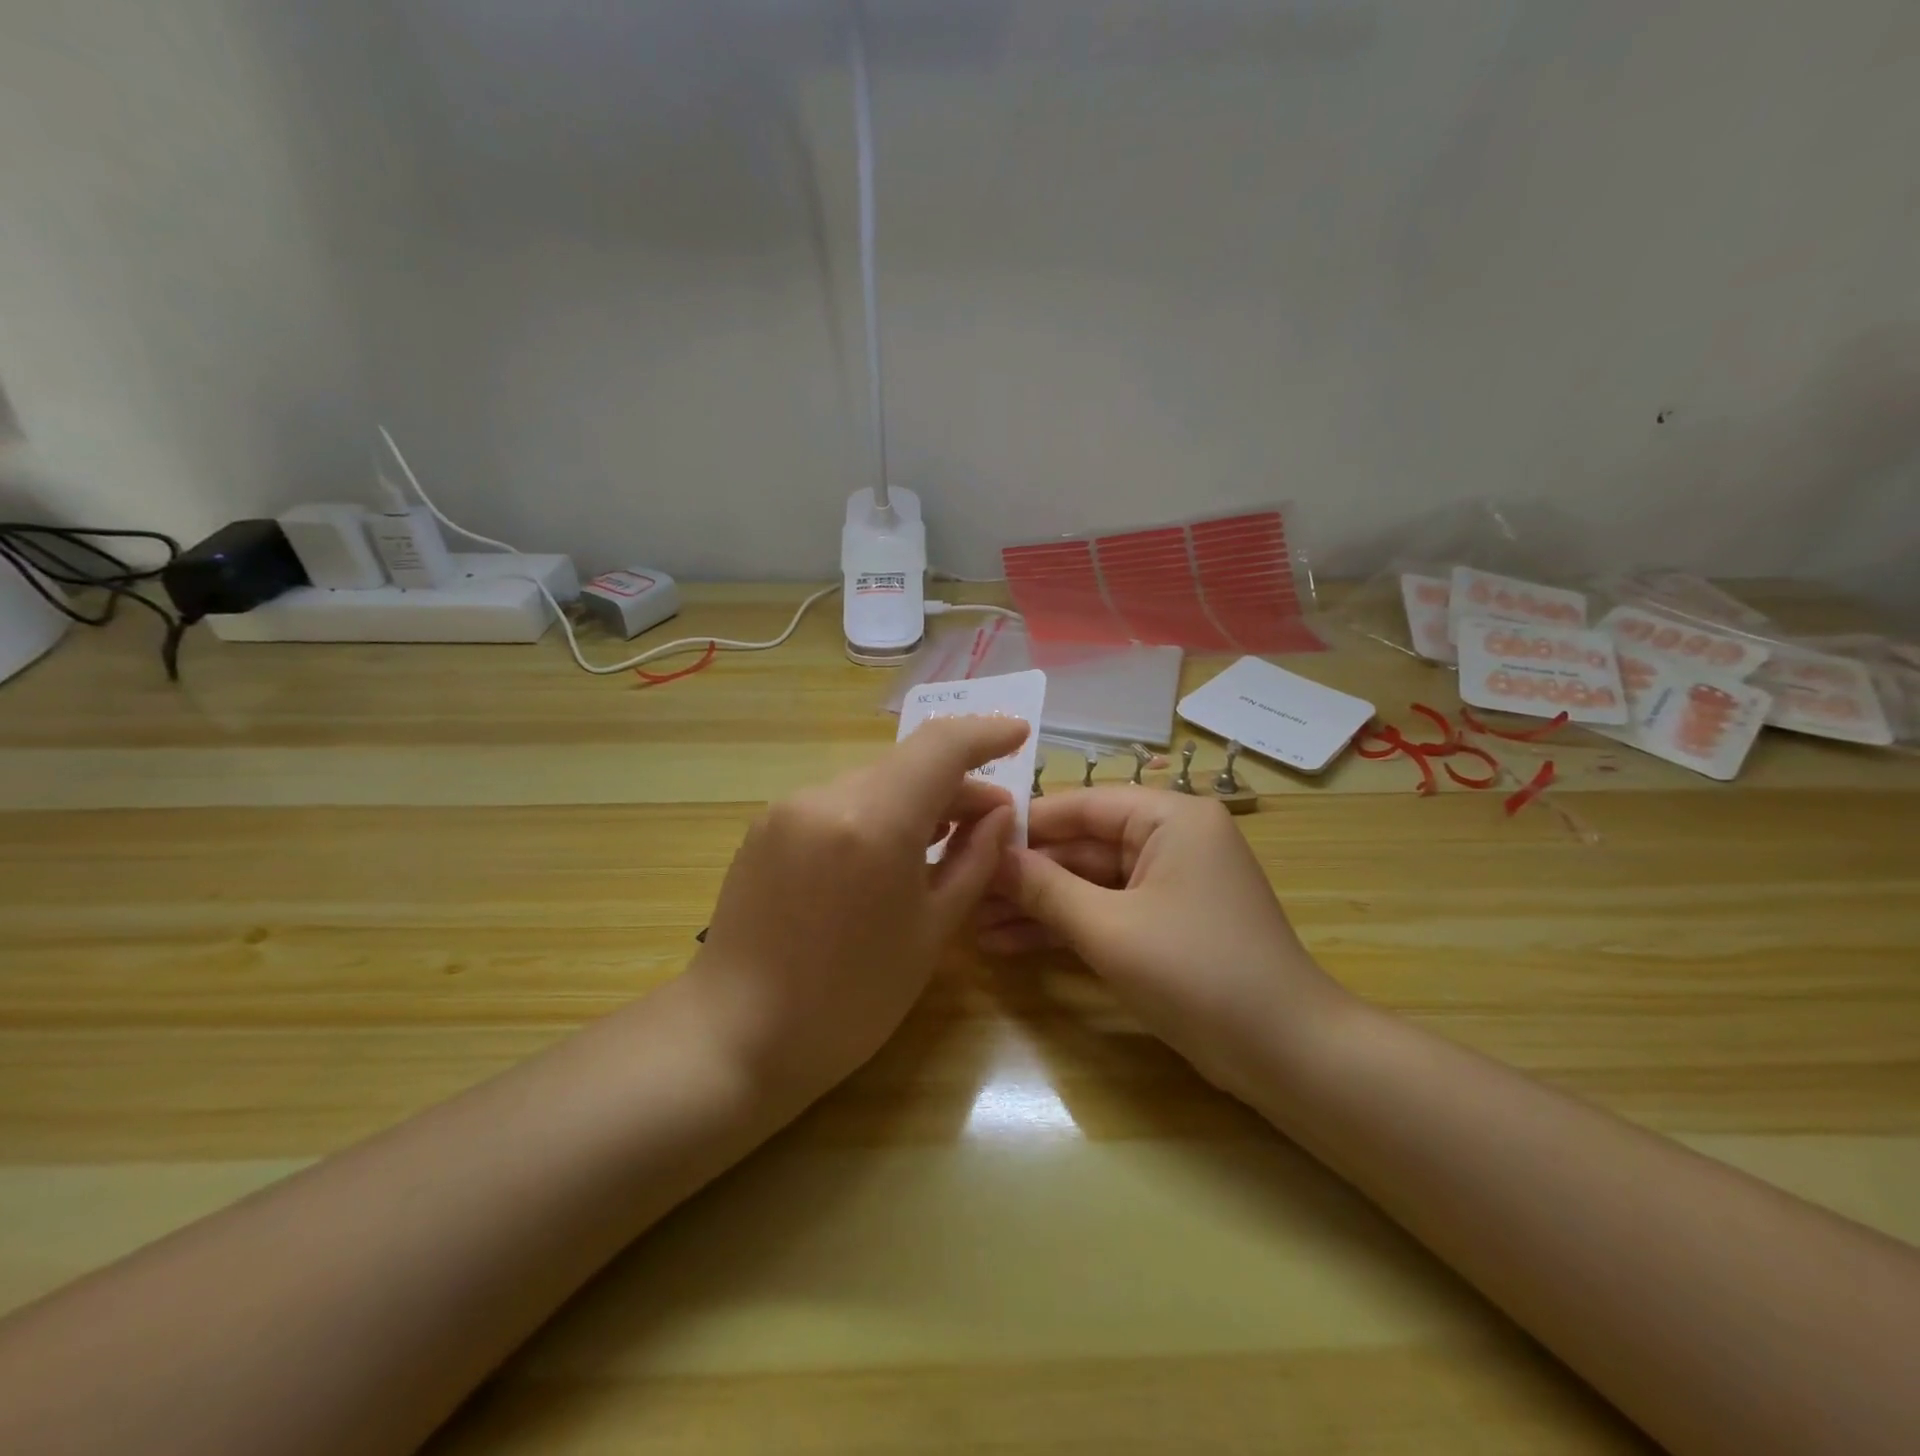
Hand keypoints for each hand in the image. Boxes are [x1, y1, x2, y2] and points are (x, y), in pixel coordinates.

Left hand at [685, 715, 1029, 1097]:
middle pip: (907, 765)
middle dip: (955, 784)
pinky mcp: (766, 825)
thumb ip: (973, 861)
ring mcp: (789, 807)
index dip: (986, 733)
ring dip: (914, 801)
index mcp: (875, 820)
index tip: (1019, 734)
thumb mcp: (931, 932)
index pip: (941, 746)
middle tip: (990, 823)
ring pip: (872, 784)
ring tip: (943, 841)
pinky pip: (838, 804)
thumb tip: (1000, 815)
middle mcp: (827, 795)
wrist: (736, 1036)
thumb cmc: (851, 1000)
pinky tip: (886, 855)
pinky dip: (874, 814)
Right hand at [977, 789, 1349, 1100]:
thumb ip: (1045, 888)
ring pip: (1089, 883)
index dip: (1024, 824)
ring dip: (1037, 905)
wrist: (1286, 1055)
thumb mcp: (1110, 928)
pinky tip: (1010, 944)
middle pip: (1082, 846)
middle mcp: (1171, 839)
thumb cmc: (1198, 973)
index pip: (1082, 805)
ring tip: (975, 926)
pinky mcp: (1165, 923)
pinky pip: (1105, 911)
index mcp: (1170, 818)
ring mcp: (1168, 883)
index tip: (969, 837)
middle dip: (1025, 875)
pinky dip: (1065, 927)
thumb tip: (989, 856)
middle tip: (965, 891)